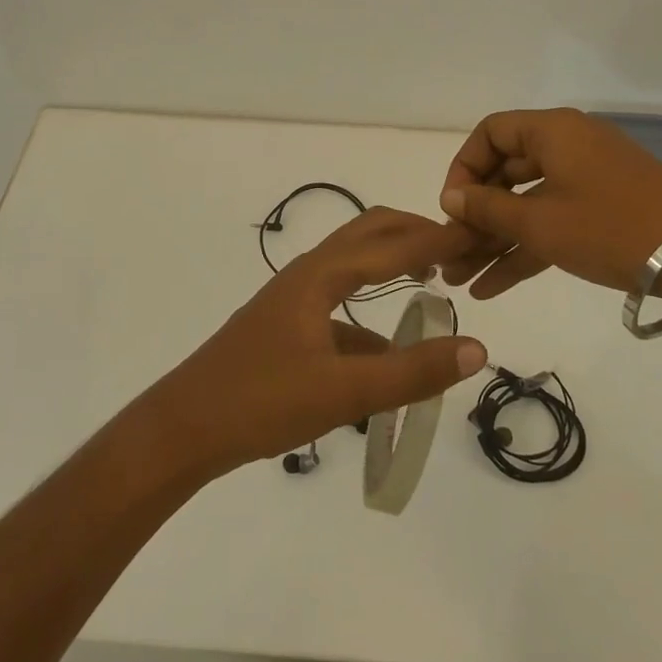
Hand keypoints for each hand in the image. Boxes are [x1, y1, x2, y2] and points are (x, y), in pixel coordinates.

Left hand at [142, 208, 488, 478]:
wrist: (184, 427)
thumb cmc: (261, 401)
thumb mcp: (344, 392)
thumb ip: (411, 372)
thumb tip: (476, 348)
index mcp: (320, 276)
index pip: (391, 245)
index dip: (436, 239)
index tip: (477, 234)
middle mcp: (306, 274)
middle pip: (368, 235)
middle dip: (413, 234)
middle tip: (458, 248)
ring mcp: (292, 300)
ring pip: (352, 268)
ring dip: (391, 265)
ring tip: (432, 284)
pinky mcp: (285, 327)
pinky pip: (337, 305)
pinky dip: (369, 314)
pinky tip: (386, 349)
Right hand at [437, 108, 661, 297]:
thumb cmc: (609, 228)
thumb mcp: (540, 222)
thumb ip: (488, 209)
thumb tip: (451, 199)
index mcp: (553, 131)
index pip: (491, 134)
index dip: (463, 168)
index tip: (451, 207)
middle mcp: (567, 146)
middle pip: (506, 173)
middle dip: (475, 217)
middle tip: (449, 252)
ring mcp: (586, 179)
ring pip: (526, 204)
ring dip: (495, 240)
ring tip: (460, 279)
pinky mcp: (602, 210)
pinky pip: (552, 221)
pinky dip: (525, 248)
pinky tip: (492, 286)